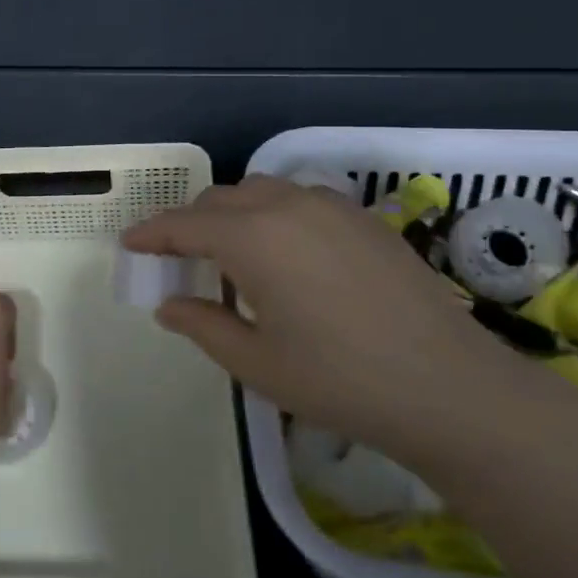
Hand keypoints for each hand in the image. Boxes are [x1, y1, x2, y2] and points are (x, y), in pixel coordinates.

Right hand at [124, 176, 554, 476]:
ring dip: (234, 214)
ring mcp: (331, 207)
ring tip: (233, 256)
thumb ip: (203, 325)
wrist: (447, 386)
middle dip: (191, 223)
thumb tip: (169, 305)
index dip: (152, 233)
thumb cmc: (339, 380)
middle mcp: (287, 206)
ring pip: (262, 191)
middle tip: (179, 258)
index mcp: (252, 237)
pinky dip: (274, 215)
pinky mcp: (363, 218)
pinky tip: (287, 256)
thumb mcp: (256, 362)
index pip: (185, 224)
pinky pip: (300, 200)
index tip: (129, 243)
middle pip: (221, 199)